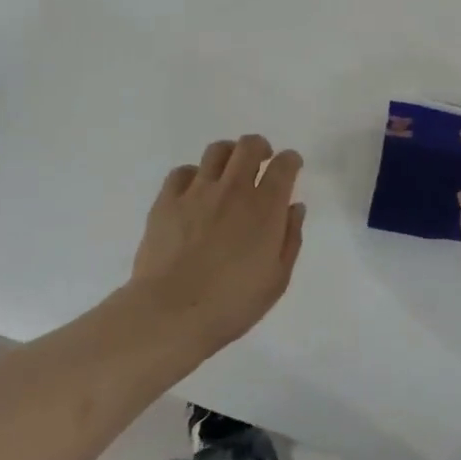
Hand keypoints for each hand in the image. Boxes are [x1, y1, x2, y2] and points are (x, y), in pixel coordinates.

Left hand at [128, 133, 305, 351]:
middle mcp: (233, 189)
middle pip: (249, 146)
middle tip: (261, 162)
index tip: (291, 166)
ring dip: (229, 155)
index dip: (291, 160)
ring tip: (229, 172)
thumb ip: (290, 238)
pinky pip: (182, 171)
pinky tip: (195, 192)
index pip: (284, 165)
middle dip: (260, 148)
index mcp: (265, 207)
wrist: (171, 313)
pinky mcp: (166, 200)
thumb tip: (294, 207)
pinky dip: (194, 175)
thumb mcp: (277, 279)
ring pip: (216, 151)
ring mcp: (197, 192)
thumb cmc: (232, 303)